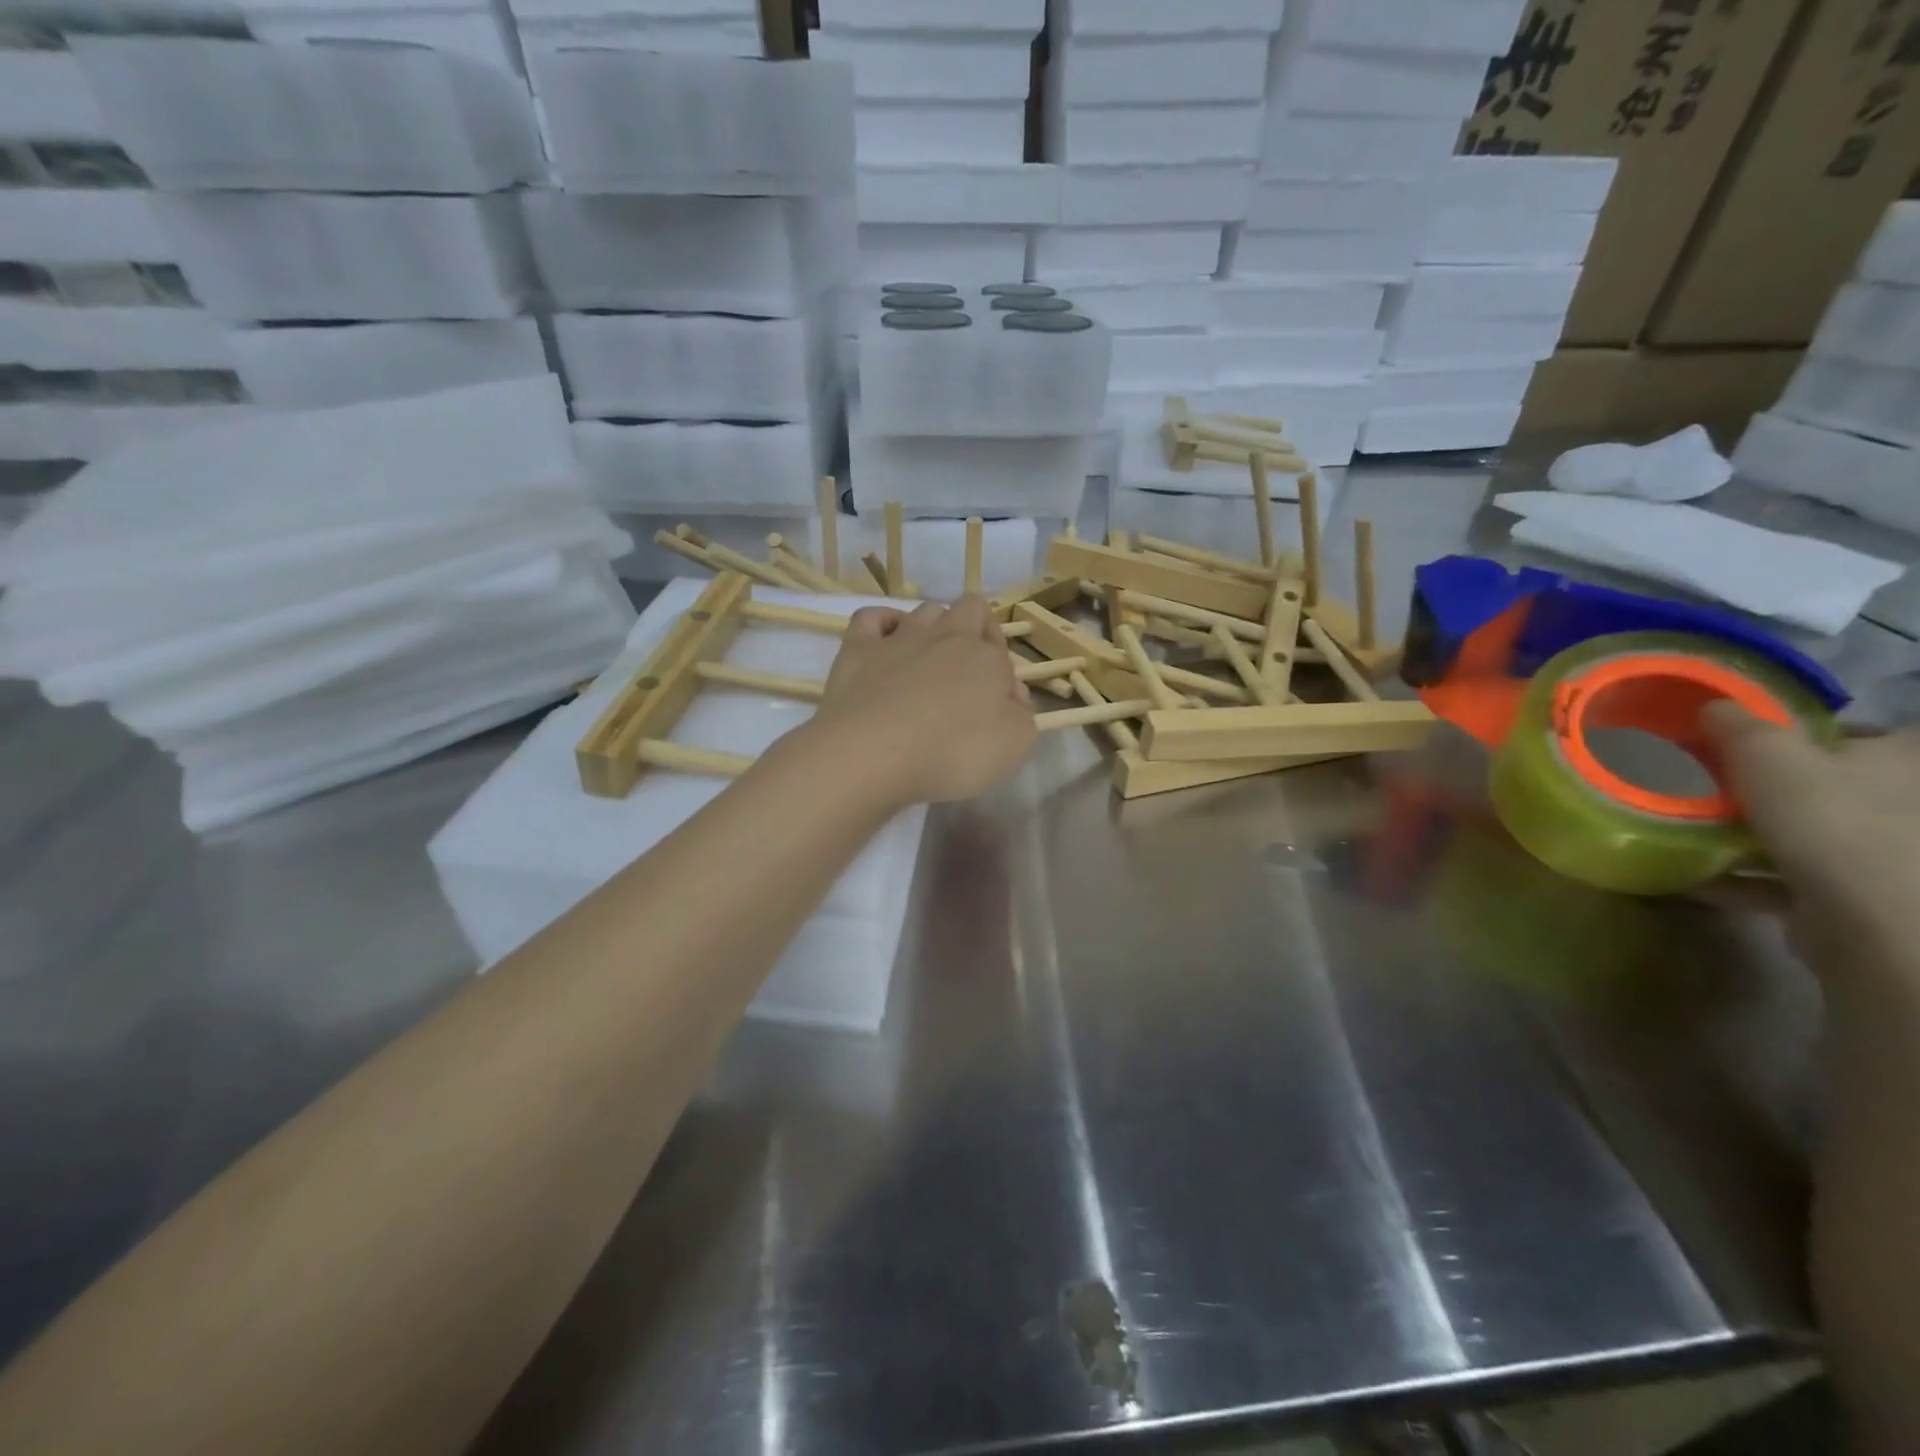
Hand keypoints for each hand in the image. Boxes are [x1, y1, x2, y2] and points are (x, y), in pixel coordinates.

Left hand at [803, 596, 1036, 808]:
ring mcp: (898, 638)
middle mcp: (945, 636)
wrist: (871, 755)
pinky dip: (882, 625)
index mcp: (985, 657)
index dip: (1004, 679)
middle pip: (970, 610)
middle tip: (969, 677)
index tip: (999, 712)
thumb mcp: (1013, 747)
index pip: (1003, 653)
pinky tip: (884, 646)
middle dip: (977, 632)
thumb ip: (1022, 718)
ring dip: (933, 630)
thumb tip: (1012, 699)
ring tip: (927, 668)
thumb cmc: (950, 754)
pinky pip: (871, 618)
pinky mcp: (857, 649)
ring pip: (925, 612)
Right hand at [1704, 704, 1919, 994]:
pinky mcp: (1855, 900)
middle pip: (1836, 786)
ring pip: (1813, 836)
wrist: (1870, 920)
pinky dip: (1742, 880)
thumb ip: (1738, 725)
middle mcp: (1905, 805)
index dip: (1819, 732)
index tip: (1761, 740)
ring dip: (1758, 836)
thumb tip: (1715, 705)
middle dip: (1780, 788)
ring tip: (1696, 831)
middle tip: (1719, 784)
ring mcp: (1885, 858)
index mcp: (1901, 762)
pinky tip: (1695, 878)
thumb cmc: (1828, 819)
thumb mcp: (1766, 754)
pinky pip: (1787, 883)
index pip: (1868, 733)